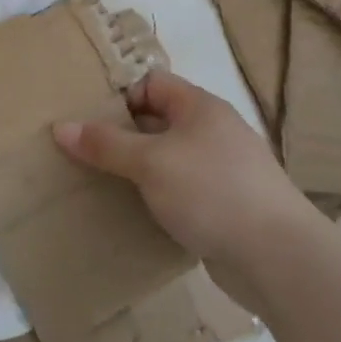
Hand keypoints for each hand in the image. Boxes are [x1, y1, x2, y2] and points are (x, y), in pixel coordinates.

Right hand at [53, 69, 318, 304]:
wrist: (280, 258)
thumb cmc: (212, 191)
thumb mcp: (150, 162)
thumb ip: (105, 144)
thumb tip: (60, 127)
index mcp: (200, 107)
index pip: (151, 83)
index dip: (119, 95)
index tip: (88, 119)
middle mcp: (213, 131)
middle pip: (157, 120)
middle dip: (122, 134)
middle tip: (84, 151)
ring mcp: (223, 170)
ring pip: (168, 158)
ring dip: (138, 169)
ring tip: (102, 182)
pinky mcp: (227, 206)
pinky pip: (182, 190)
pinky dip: (158, 197)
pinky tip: (137, 212)